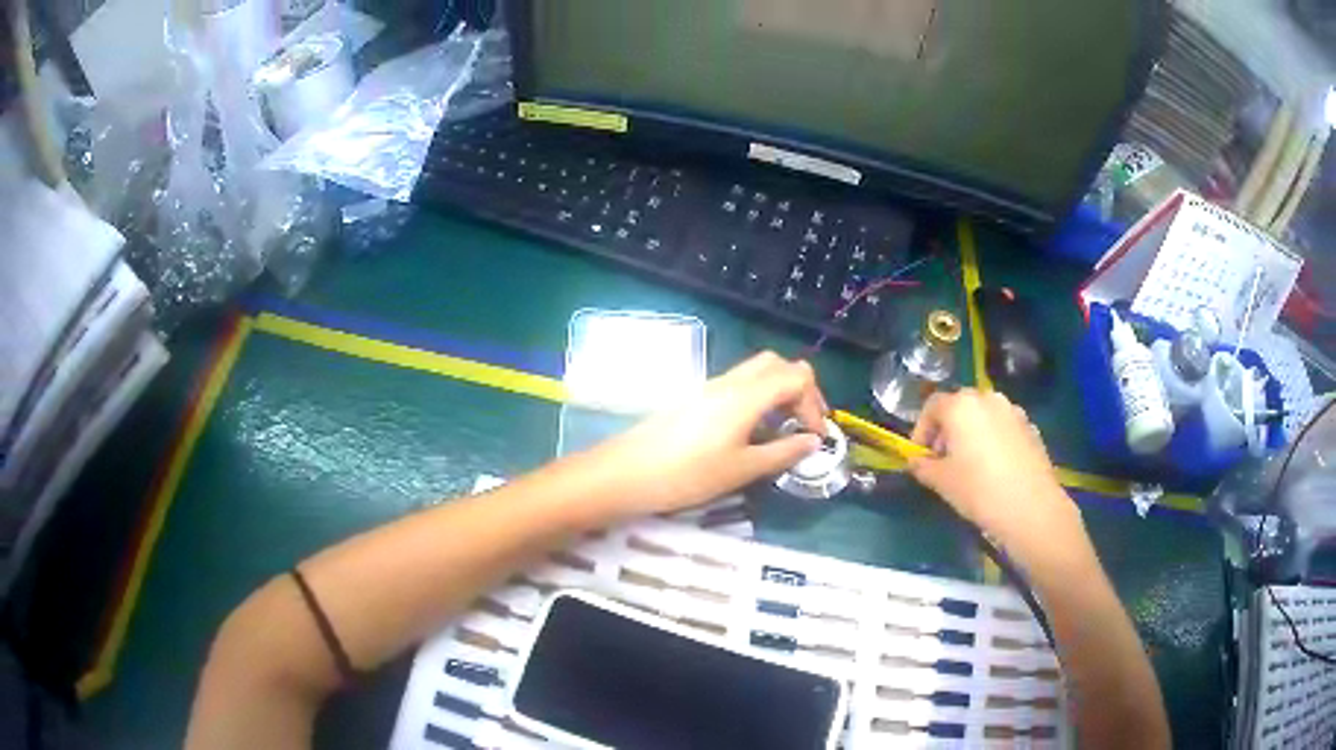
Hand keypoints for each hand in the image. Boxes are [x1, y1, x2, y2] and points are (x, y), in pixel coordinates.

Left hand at [593, 351, 827, 516]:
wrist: (627, 472)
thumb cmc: (688, 474)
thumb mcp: (741, 470)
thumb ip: (781, 453)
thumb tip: (812, 442)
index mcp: (746, 395)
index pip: (796, 377)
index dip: (814, 403)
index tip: (815, 437)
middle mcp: (730, 382)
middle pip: (777, 365)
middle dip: (800, 389)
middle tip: (804, 423)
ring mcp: (709, 387)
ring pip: (756, 372)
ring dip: (778, 391)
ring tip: (782, 429)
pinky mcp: (696, 398)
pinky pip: (738, 384)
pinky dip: (758, 397)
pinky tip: (753, 430)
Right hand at [907, 389, 1086, 570]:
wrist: (1030, 507)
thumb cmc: (978, 490)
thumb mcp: (941, 482)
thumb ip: (923, 466)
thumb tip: (916, 461)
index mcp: (961, 406)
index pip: (932, 406)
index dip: (921, 430)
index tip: (920, 455)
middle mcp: (987, 399)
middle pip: (960, 406)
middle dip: (948, 430)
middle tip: (943, 459)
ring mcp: (1013, 411)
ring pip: (984, 416)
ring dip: (972, 433)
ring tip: (971, 464)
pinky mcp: (1031, 427)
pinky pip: (1004, 428)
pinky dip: (994, 440)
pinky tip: (995, 469)